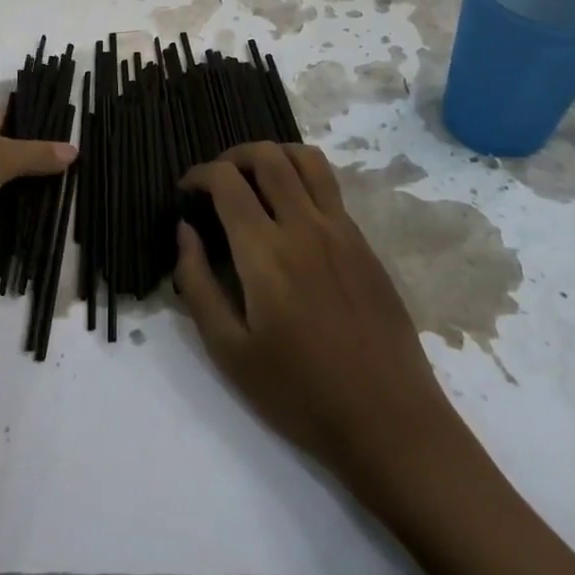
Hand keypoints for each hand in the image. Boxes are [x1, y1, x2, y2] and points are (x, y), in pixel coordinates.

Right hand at [175, 144, 455, 491]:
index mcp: (266, 252)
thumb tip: (185, 231)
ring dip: (274, 155)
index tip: (186, 191)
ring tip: (255, 180)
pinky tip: (290, 214)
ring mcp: (342, 231)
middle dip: (233, 155)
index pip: (227, 181)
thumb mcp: (229, 351)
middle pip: (268, 156)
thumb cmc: (299, 393)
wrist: (388, 420)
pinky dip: (302, 180)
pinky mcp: (365, 244)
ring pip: (308, 160)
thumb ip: (197, 283)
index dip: (199, 174)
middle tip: (217, 180)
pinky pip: (330, 189)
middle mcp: (305, 226)